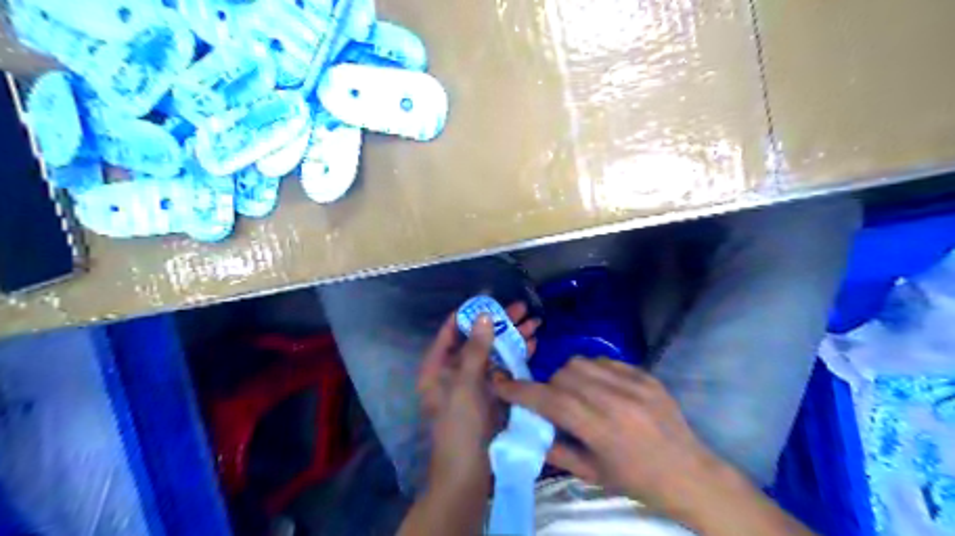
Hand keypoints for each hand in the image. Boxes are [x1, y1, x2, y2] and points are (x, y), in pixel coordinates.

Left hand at [417, 301, 535, 489]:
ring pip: (494, 353)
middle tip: (523, 308)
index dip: (470, 314)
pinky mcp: (491, 394)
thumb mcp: (465, 384)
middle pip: (477, 340)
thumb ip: (475, 349)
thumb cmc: (458, 425)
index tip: (491, 299)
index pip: (451, 331)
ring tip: (535, 322)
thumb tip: (484, 316)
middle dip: (500, 324)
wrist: (467, 473)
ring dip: (513, 338)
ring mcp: (475, 383)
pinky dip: (517, 356)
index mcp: (438, 367)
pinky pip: (504, 369)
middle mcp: (455, 371)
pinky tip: (533, 344)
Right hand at [492, 359, 736, 515]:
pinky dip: (593, 371)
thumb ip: (556, 451)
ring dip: (569, 376)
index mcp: (603, 430)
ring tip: (576, 394)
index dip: (522, 391)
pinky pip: (605, 361)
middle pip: (564, 375)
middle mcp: (617, 400)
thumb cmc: (639, 482)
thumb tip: (528, 430)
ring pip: (582, 362)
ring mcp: (634, 384)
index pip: (552, 401)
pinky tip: (600, 388)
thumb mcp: (593, 475)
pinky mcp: (646, 375)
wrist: (691, 474)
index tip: (502, 384)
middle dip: (548, 386)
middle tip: (552, 403)